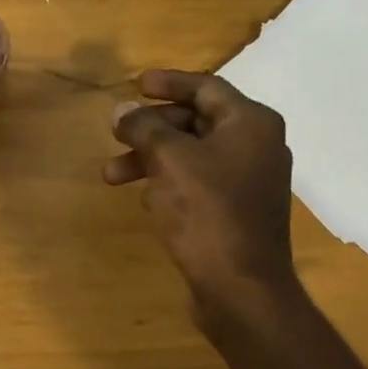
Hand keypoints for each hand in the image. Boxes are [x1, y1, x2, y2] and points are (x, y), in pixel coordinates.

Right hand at [106, 70, 301, 323]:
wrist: (240, 285)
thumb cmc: (207, 212)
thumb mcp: (169, 160)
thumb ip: (144, 128)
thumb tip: (122, 110)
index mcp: (250, 123)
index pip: (205, 87)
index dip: (167, 83)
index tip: (135, 84)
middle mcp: (256, 145)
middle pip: (196, 121)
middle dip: (150, 128)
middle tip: (114, 133)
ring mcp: (249, 180)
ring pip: (192, 155)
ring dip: (150, 159)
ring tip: (111, 176)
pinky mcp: (237, 210)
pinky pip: (198, 182)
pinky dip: (168, 181)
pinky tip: (142, 197)